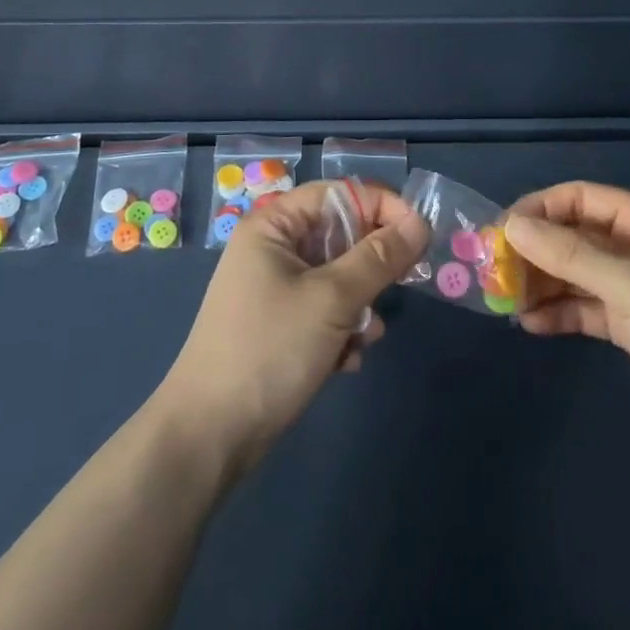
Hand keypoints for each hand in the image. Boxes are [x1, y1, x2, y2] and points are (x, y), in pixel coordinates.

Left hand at [158, 180, 428, 473]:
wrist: (210, 436)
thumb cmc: (270, 349)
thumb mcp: (332, 298)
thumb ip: (378, 257)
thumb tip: (420, 222)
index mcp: (274, 225)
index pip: (339, 194)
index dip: (382, 207)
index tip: (419, 235)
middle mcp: (273, 248)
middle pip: (340, 235)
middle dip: (371, 265)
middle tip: (398, 286)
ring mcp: (274, 288)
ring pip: (338, 277)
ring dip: (360, 305)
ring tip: (364, 336)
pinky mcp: (280, 325)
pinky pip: (325, 311)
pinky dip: (342, 330)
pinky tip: (345, 361)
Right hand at [504, 182, 629, 458]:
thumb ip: (570, 254)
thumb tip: (511, 225)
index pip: (580, 198)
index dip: (539, 209)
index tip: (501, 232)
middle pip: (573, 236)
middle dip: (534, 250)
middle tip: (495, 272)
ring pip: (575, 274)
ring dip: (541, 284)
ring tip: (505, 301)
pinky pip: (585, 309)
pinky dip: (559, 313)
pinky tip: (530, 325)